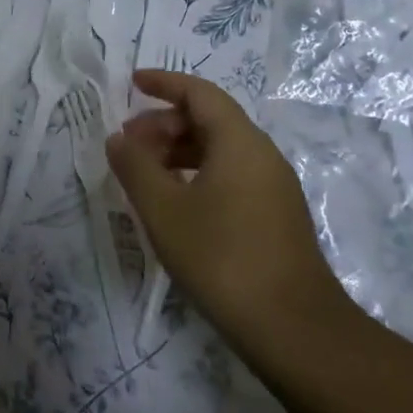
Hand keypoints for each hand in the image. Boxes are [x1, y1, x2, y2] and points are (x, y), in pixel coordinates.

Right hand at [106, 70, 348, 356]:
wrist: (294, 329)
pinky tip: (176, 203)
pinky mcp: (276, 217)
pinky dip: (198, 173)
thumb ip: (135, 167)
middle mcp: (262, 155)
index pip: (200, 93)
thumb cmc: (222, 257)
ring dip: (179, 150)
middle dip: (165, 123)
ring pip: (221, 150)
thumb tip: (118, 139)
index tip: (132, 83)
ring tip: (145, 173)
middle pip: (210, 119)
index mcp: (240, 143)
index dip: (164, 83)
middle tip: (128, 143)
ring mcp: (274, 188)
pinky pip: (232, 175)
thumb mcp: (164, 210)